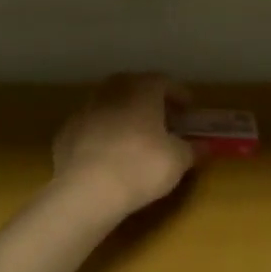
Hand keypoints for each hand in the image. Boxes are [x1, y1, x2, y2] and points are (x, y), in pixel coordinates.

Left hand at [51, 74, 195, 221]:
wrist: (85, 190)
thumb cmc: (141, 166)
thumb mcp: (178, 160)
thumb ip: (192, 149)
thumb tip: (204, 146)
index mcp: (141, 89)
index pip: (164, 82)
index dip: (179, 94)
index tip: (189, 110)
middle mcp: (111, 91)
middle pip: (134, 87)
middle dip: (149, 100)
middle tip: (162, 119)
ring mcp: (85, 110)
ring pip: (109, 105)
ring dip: (123, 115)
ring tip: (135, 137)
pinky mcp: (66, 132)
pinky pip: (91, 127)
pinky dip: (103, 134)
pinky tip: (109, 154)